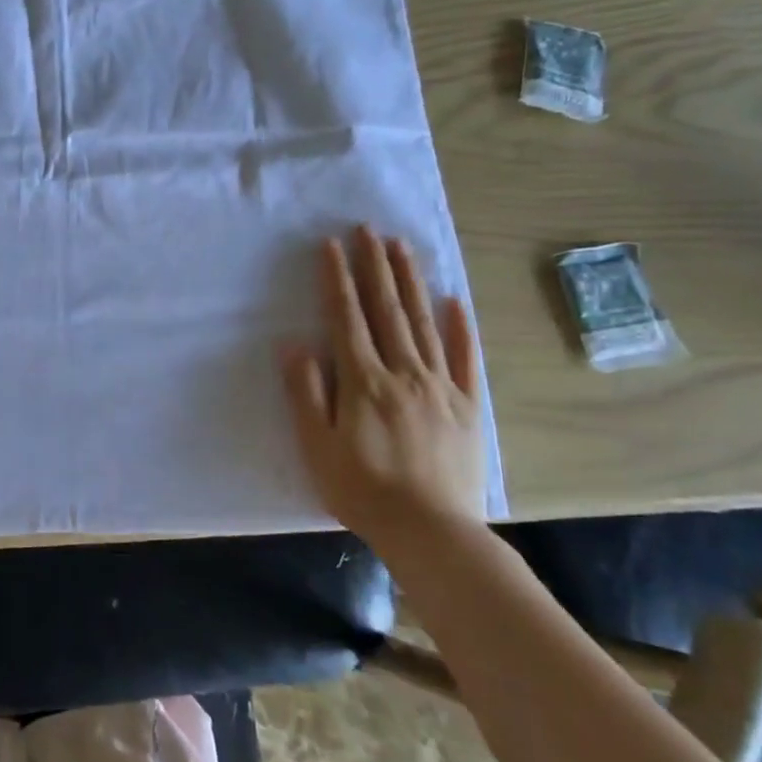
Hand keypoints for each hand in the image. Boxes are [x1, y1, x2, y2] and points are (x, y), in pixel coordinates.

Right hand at [279, 226, 486, 544]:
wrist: (431, 531)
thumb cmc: (362, 491)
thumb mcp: (317, 447)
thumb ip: (306, 393)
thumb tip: (295, 345)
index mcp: (363, 381)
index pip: (347, 318)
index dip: (337, 279)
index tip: (332, 245)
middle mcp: (403, 372)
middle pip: (386, 310)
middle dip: (375, 266)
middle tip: (369, 229)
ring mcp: (440, 386)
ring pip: (422, 323)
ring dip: (410, 282)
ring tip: (401, 247)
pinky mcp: (467, 405)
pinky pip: (464, 358)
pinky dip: (459, 327)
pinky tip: (454, 301)